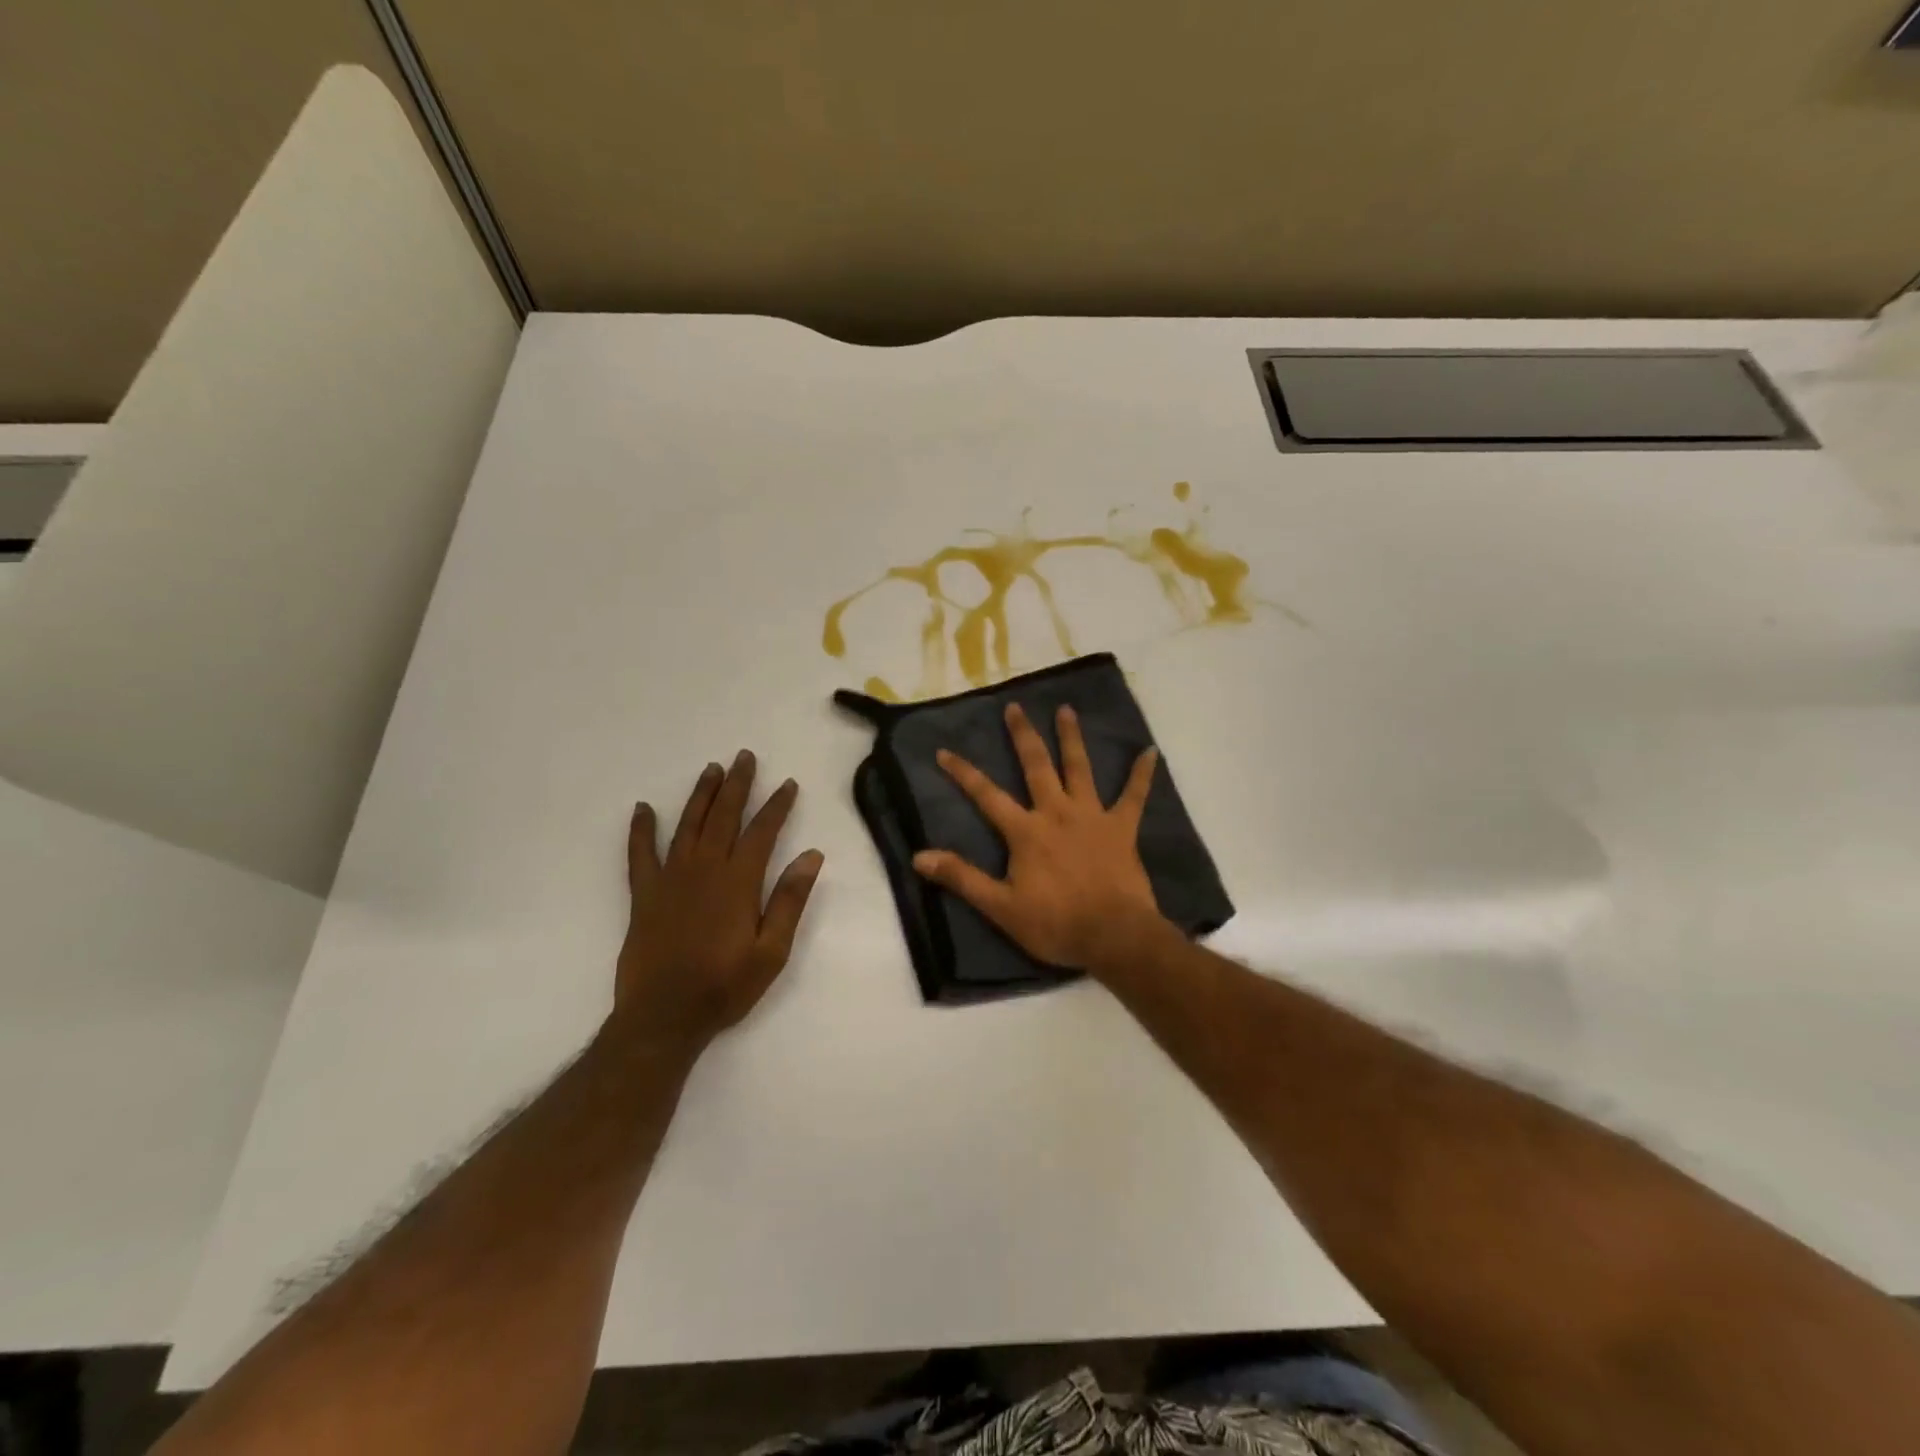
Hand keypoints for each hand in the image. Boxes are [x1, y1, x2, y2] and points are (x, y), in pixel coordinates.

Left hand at [615, 751, 824, 1056]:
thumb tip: (812, 856)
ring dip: (700, 795)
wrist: (664, 1017)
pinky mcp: (644, 895)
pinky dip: (640, 830)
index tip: (787, 784)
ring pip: (687, 825)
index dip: (776, 805)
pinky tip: (642, 809)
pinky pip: (640, 854)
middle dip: (737, 785)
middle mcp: (704, 870)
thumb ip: (789, 900)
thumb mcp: (772, 951)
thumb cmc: (725, 986)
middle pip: (723, 817)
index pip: (762, 832)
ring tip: (711, 769)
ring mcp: (670, 879)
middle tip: (744, 757)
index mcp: (738, 882)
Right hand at [912, 703, 1167, 971]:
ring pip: (1080, 768)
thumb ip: (962, 878)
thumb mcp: (1000, 907)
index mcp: (1026, 831)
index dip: (964, 773)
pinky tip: (1150, 752)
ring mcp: (1092, 816)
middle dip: (1023, 736)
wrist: (1114, 935)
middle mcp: (1057, 812)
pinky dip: (1142, 774)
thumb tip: (919, 856)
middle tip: (1015, 707)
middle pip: (1036, 766)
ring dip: (1071, 738)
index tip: (945, 750)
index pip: (987, 795)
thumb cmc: (1055, 923)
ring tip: (1066, 709)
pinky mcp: (1122, 828)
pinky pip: (1134, 796)